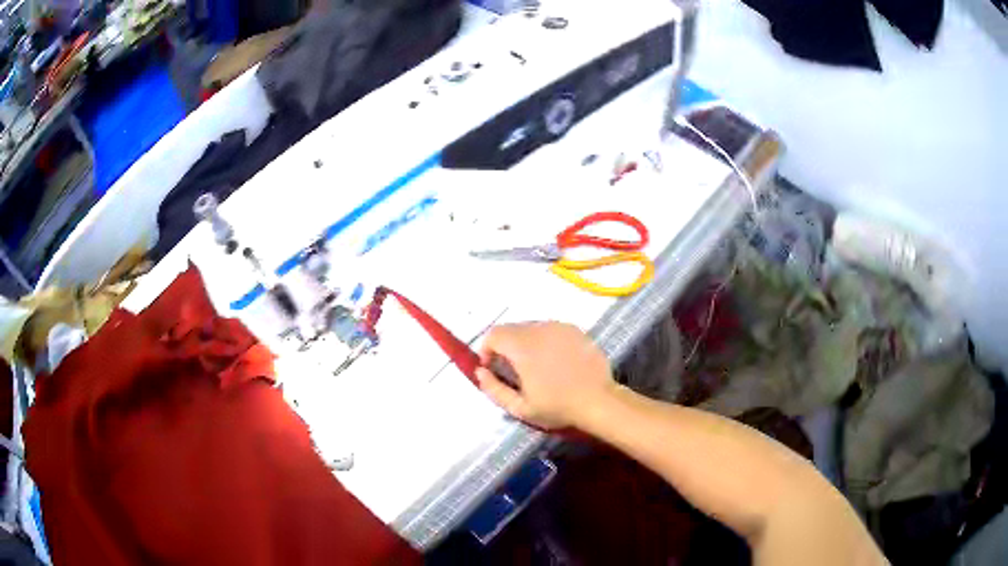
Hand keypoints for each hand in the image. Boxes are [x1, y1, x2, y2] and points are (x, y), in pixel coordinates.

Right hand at [475, 322, 616, 429]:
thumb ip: (494, 388)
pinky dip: (545, 340)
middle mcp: (539, 329)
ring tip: (535, 366)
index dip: (487, 350)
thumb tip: (480, 371)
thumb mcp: (519, 407)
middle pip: (512, 329)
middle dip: (505, 346)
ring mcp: (559, 327)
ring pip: (531, 327)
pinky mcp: (575, 330)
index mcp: (523, 346)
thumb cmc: (557, 406)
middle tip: (513, 370)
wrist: (598, 400)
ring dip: (525, 342)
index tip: (493, 368)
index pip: (494, 334)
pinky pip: (550, 329)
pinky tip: (555, 361)